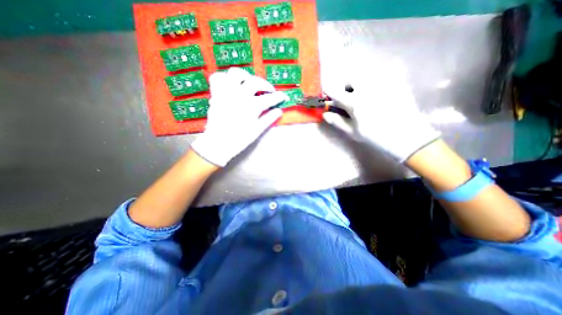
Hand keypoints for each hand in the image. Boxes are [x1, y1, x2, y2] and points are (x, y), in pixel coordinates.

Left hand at [194, 67, 286, 167]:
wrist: (218, 144)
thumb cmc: (239, 139)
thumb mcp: (257, 130)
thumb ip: (269, 119)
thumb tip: (279, 111)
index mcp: (251, 106)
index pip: (269, 98)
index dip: (279, 97)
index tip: (283, 96)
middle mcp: (239, 95)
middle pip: (255, 81)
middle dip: (265, 85)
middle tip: (269, 91)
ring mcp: (226, 93)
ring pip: (235, 73)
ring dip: (246, 77)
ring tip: (249, 84)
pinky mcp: (216, 94)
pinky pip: (217, 78)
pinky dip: (225, 78)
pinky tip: (231, 85)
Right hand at [320, 51, 437, 162]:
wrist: (406, 136)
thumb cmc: (375, 137)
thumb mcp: (353, 132)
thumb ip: (337, 121)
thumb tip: (325, 113)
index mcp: (354, 102)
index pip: (334, 91)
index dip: (328, 91)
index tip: (327, 94)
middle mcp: (367, 88)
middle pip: (350, 78)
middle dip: (346, 87)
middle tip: (351, 97)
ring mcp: (383, 83)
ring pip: (366, 73)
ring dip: (361, 81)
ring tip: (366, 93)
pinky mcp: (398, 81)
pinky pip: (388, 69)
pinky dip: (382, 75)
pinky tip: (383, 86)